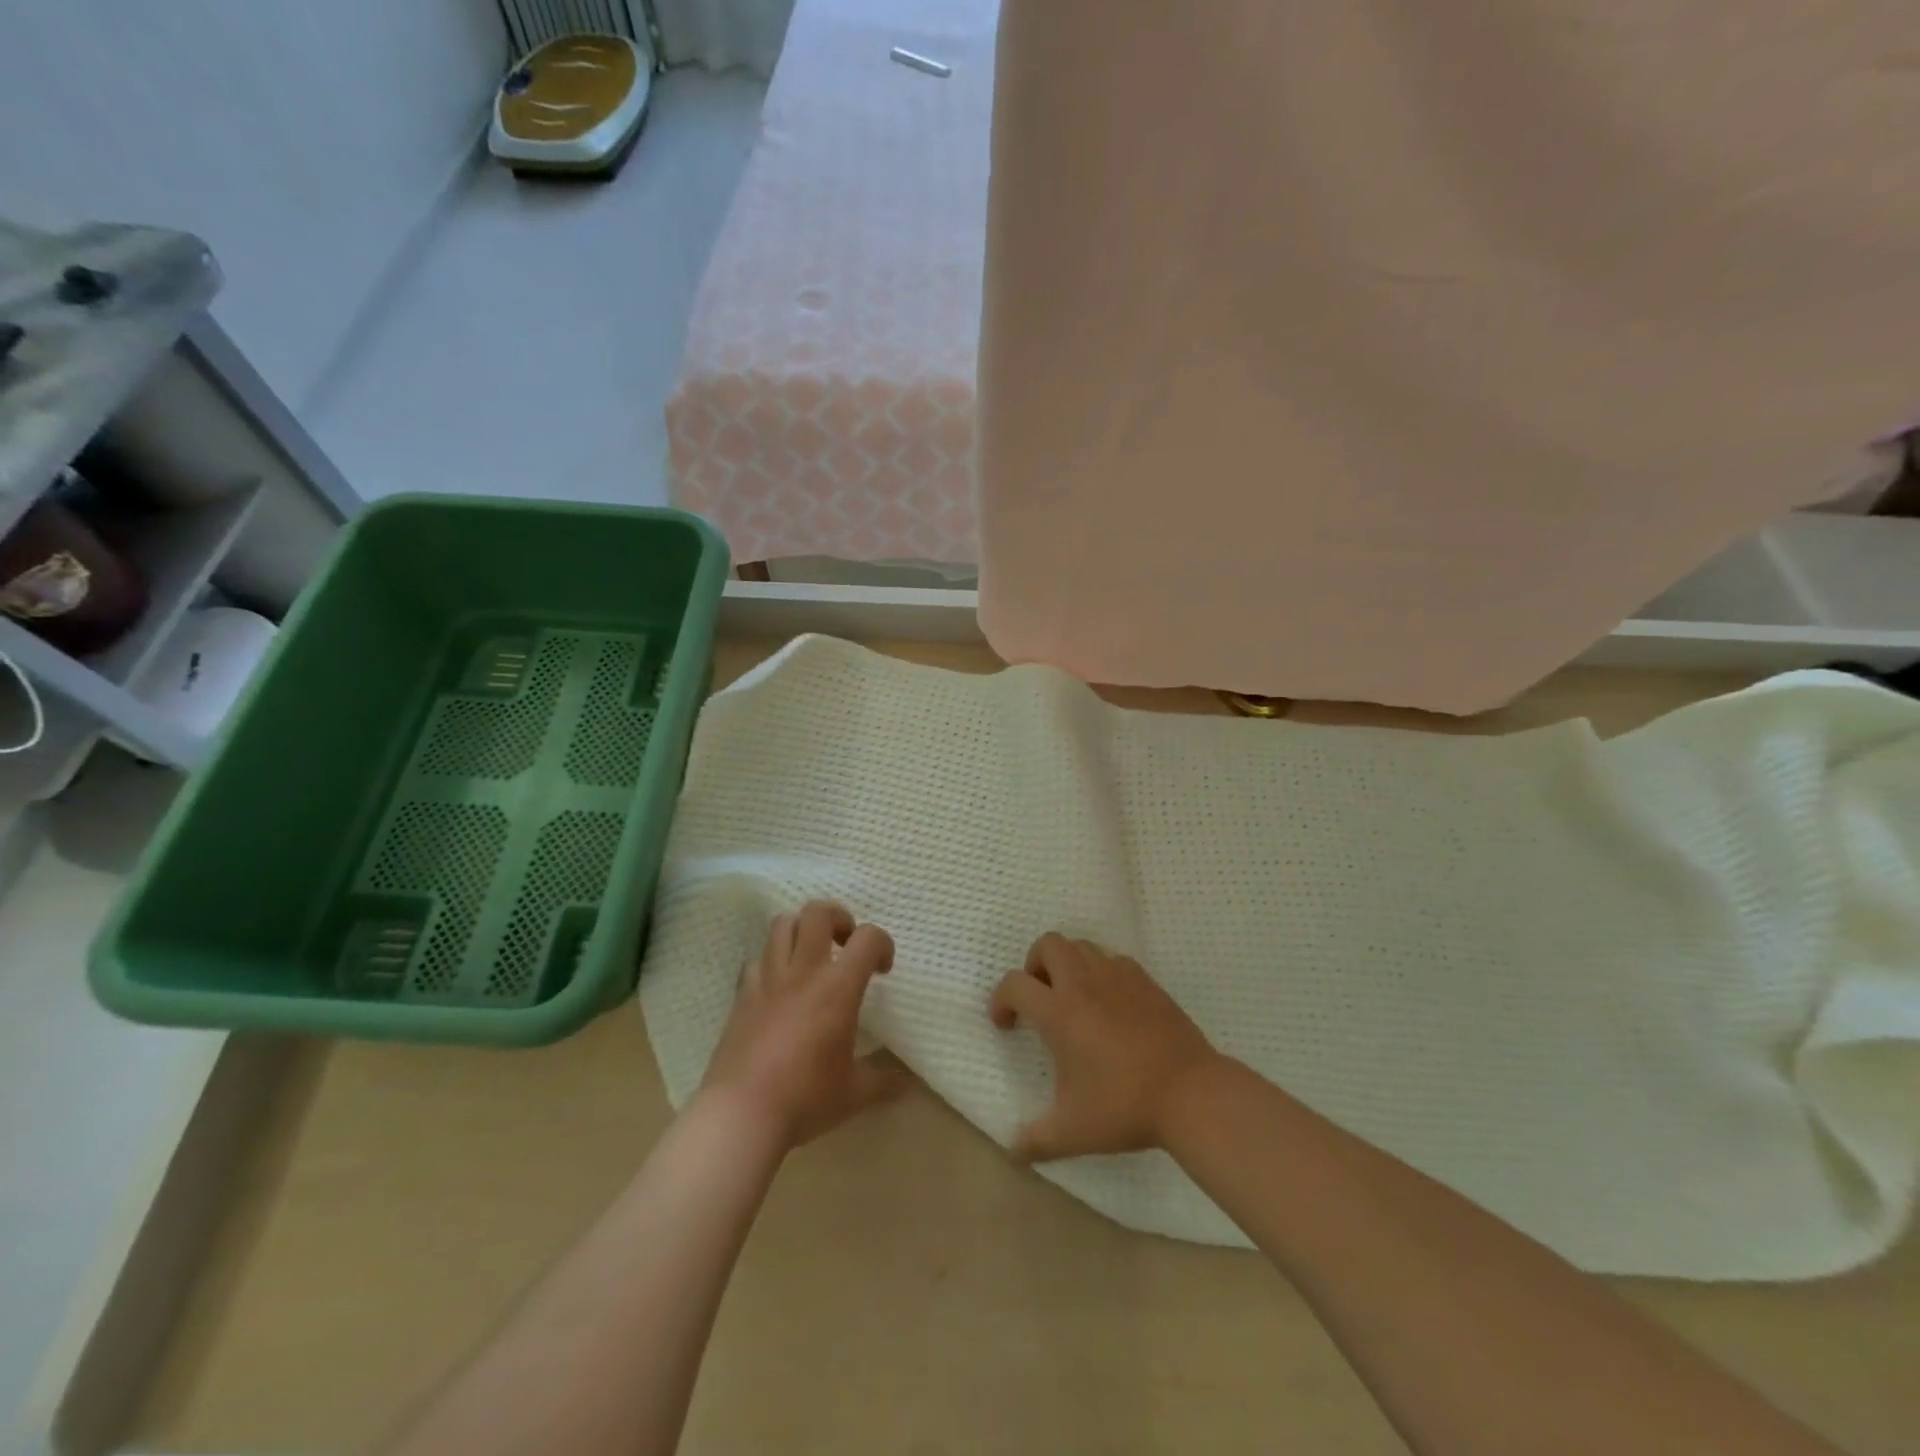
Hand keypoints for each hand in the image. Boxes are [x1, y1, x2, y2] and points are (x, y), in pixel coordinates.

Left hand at [700, 901, 908, 1147]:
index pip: (868, 938)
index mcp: (838, 988)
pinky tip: (780, 987)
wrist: (740, 1115)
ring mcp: (768, 979)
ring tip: (812, 957)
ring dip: (803, 931)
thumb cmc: (805, 1098)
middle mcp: (803, 972)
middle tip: (845, 945)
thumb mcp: (854, 1094)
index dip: (882, 944)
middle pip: (817, 912)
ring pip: (782, 924)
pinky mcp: (742, 994)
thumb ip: (883, 1081)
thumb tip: (906, 1082)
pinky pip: (757, 958)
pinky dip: (772, 961)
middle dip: (838, 918)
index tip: (882, 970)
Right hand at [989, 933, 1220, 1161]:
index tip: (1006, 1024)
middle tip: (1040, 998)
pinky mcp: (1145, 981)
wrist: (1191, 1094)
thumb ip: (1036, 1140)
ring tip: (1072, 998)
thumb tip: (1012, 1152)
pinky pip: (1113, 959)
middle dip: (1034, 965)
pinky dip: (1101, 970)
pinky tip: (1108, 1002)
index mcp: (1059, 1013)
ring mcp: (1117, 977)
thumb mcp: (1073, 1132)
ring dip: (1068, 963)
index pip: (1014, 985)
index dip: (1000, 1000)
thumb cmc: (1124, 1107)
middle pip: (1048, 944)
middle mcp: (1084, 984)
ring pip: (1082, 945)